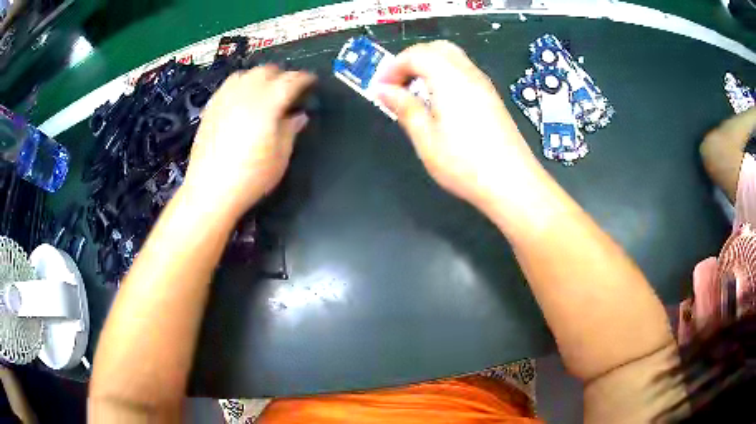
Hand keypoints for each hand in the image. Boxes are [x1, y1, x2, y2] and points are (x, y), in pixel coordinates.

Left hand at [183, 65, 315, 218]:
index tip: (311, 82)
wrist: (210, 191)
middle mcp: (246, 94)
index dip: (304, 79)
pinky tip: (242, 98)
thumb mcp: (280, 157)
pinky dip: (241, 84)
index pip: (291, 81)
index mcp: (268, 104)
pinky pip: (228, 85)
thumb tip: (299, 116)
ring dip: (260, 77)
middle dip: (282, 75)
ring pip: (246, 74)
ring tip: (265, 90)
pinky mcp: (211, 107)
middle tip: (289, 88)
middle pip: (267, 71)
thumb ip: (291, 130)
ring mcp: (225, 98)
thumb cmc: (251, 178)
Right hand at [377, 41, 540, 207]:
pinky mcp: (492, 98)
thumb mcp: (426, 139)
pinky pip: (464, 72)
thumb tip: (384, 90)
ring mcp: (484, 85)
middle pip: (436, 48)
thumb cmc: (466, 165)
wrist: (513, 184)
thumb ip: (405, 108)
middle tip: (397, 85)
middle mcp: (469, 74)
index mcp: (450, 79)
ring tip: (415, 94)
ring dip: (428, 66)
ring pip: (452, 58)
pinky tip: (438, 102)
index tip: (380, 88)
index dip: (393, 67)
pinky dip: (444, 76)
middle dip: (411, 60)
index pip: (416, 54)